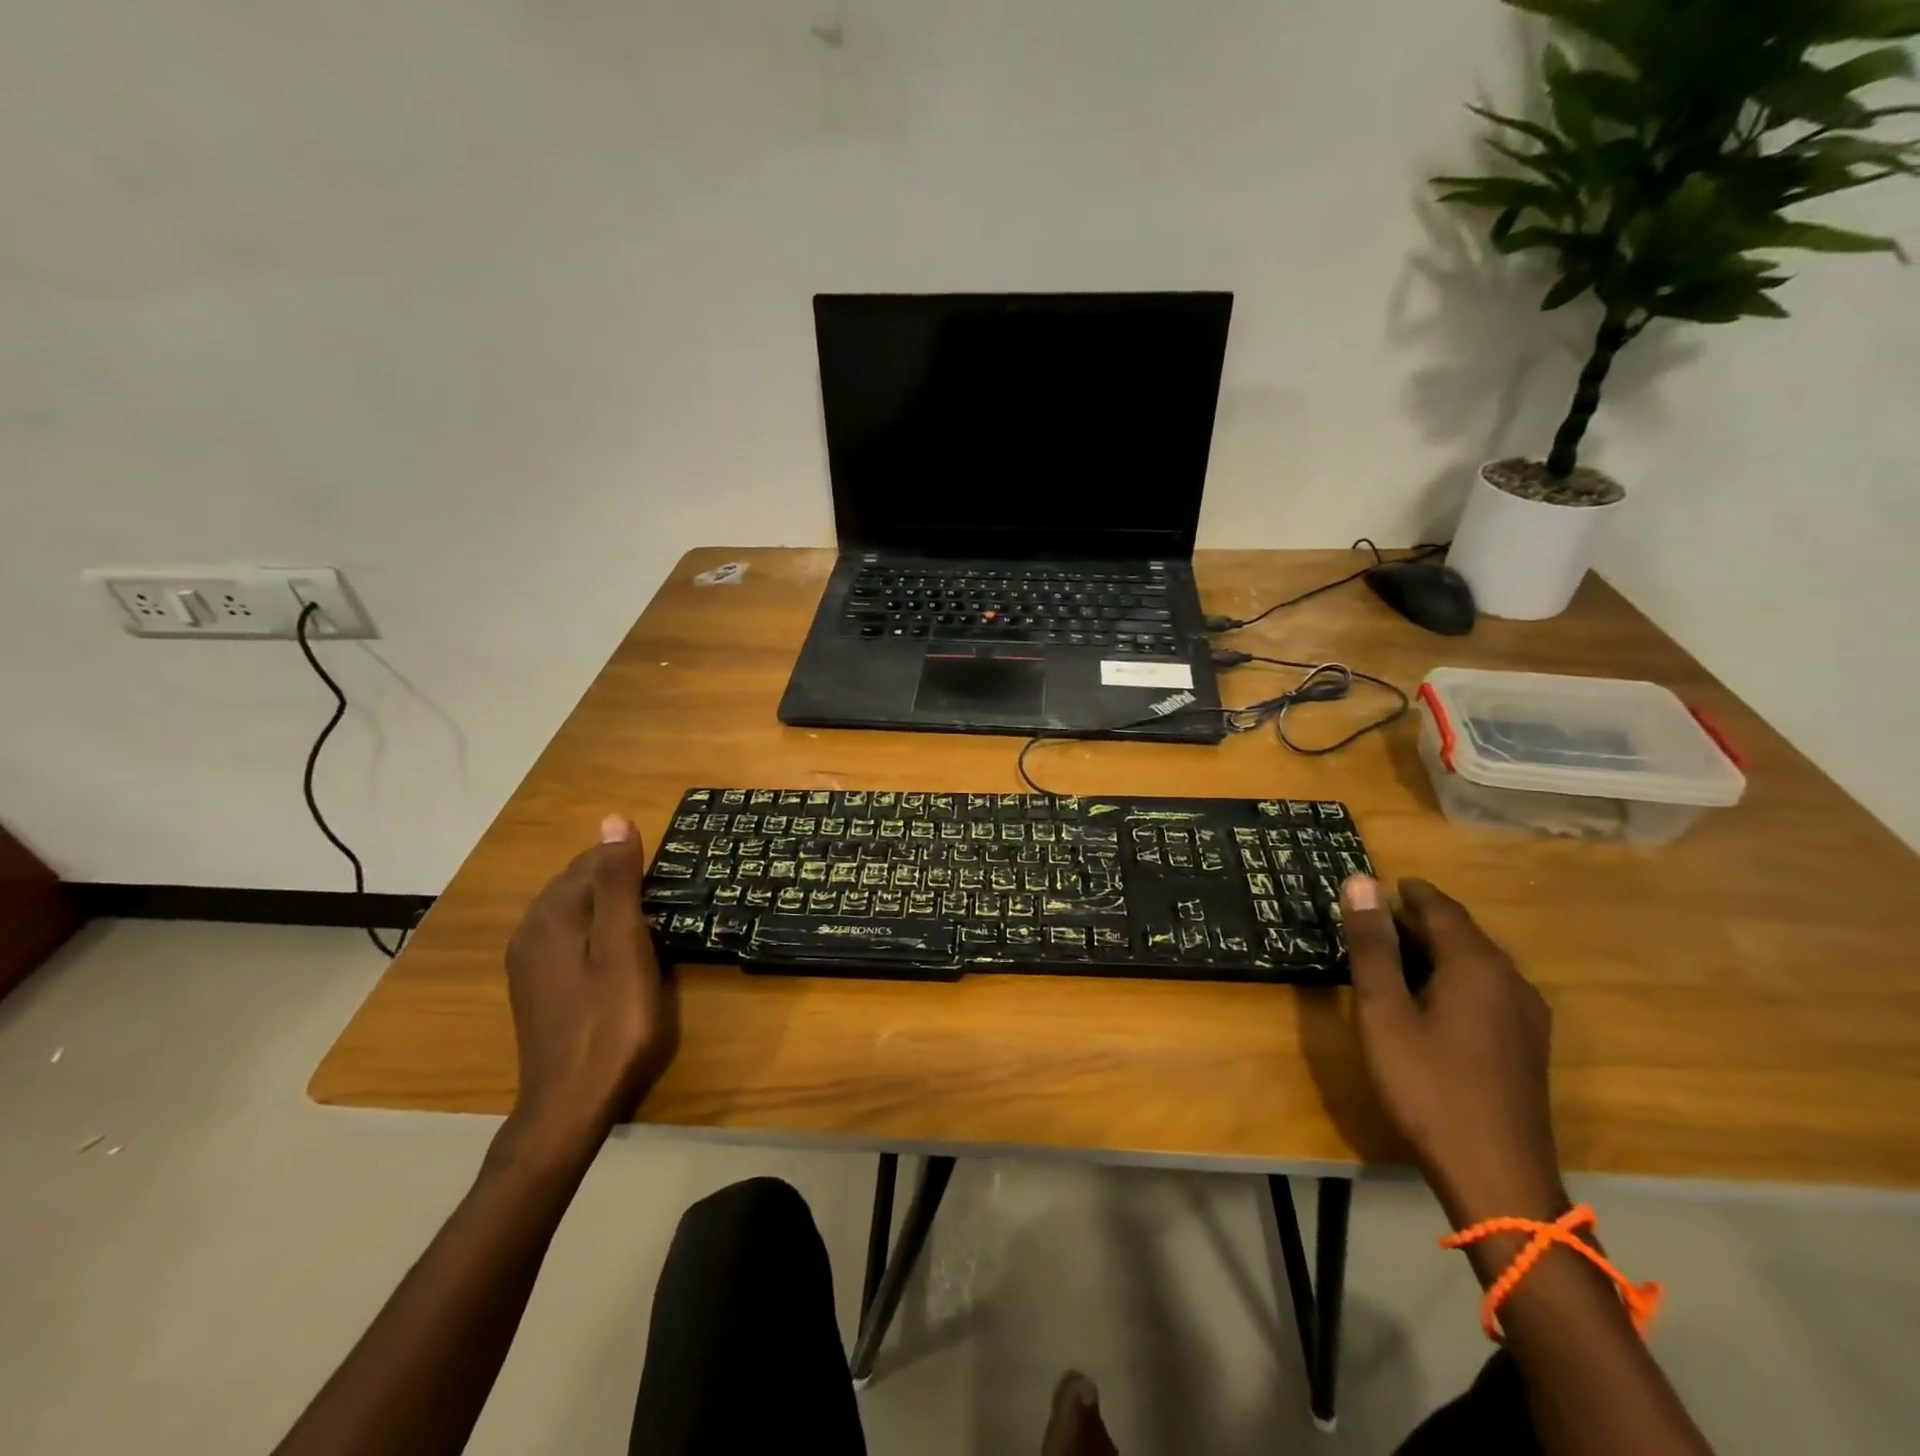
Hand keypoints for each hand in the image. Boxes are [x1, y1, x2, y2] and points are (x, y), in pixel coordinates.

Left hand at [503, 815, 675, 1147]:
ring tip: (648, 924)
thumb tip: (613, 819)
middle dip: (619, 881)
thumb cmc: (611, 1021)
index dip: (632, 863)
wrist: (570, 1104)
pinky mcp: (535, 986)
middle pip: (579, 882)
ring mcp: (528, 961)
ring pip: (573, 911)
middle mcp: (530, 929)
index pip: (592, 860)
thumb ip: (617, 882)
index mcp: (550, 914)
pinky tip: (618, 953)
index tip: (668, 882)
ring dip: (609, 907)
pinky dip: (595, 933)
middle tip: (663, 902)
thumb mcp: (624, 945)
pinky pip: (567, 938)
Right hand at [1340, 876, 1565, 1228]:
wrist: (1497, 1177)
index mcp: (1476, 966)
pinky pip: (1489, 989)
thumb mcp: (1383, 1012)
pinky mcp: (1528, 1045)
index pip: (1441, 909)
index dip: (1409, 892)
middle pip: (1464, 934)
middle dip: (1421, 920)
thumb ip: (1372, 946)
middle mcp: (1511, 981)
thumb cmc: (1427, 1086)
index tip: (1380, 883)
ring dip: (1438, 949)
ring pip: (1478, 963)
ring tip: (1395, 954)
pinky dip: (1455, 977)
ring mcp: (1527, 1016)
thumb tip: (1361, 882)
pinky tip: (1432, 998)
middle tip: (1375, 919)